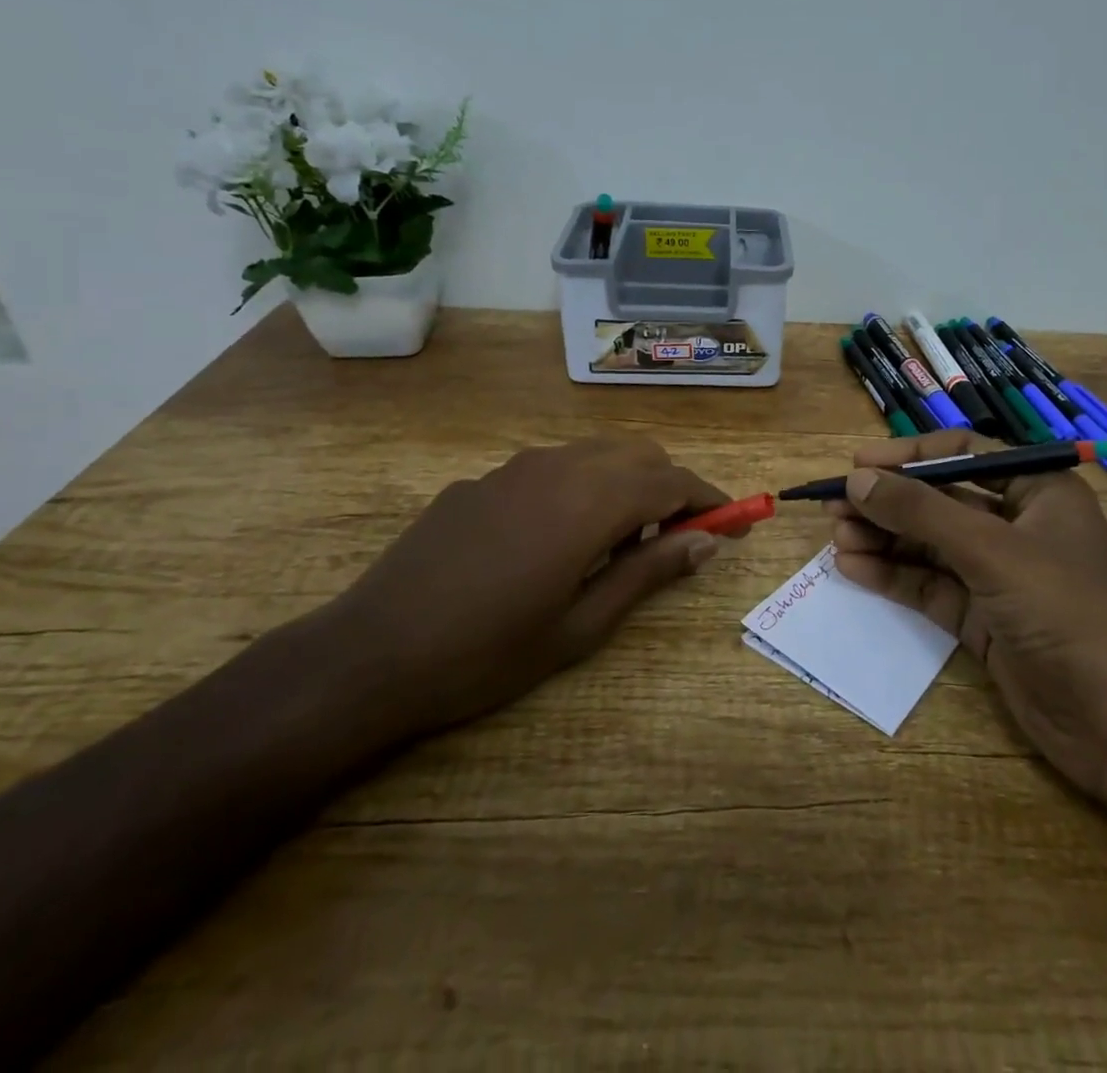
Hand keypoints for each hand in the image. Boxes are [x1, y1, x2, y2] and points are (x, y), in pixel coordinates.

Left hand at [323, 434, 736, 739]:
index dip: (710, 500)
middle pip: (639, 454)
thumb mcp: (582, 626)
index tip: (734, 524)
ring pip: (595, 453)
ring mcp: (515, 467)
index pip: (672, 481)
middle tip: (676, 538)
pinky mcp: (482, 480)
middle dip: (670, 486)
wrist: (372, 653)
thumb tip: (705, 543)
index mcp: (590, 501)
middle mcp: (559, 466)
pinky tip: (554, 539)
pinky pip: (552, 468)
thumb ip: (648, 573)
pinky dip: (580, 487)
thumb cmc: (488, 652)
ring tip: (619, 541)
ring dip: (626, 482)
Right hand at [825, 431, 1106, 798]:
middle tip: (833, 506)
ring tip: (836, 539)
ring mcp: (1000, 576)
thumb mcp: (992, 550)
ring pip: (930, 546)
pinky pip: (932, 587)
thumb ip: (922, 512)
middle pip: (940, 501)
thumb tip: (858, 479)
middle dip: (888, 502)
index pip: (962, 454)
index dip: (908, 456)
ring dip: (884, 540)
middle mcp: (1018, 526)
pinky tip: (854, 570)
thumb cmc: (1068, 611)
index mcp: (1037, 491)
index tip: (857, 463)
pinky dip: (895, 577)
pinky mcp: (986, 620)